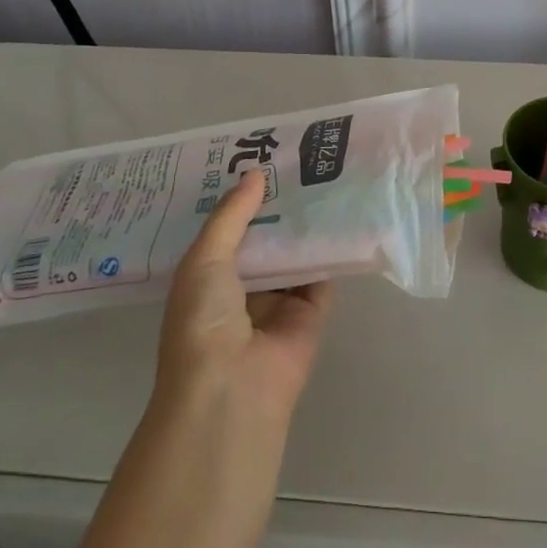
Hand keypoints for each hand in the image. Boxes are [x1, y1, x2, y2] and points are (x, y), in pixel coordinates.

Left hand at [156, 170, 332, 423]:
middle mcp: (243, 289)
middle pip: (265, 240)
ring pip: (295, 255)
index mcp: (207, 278)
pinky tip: (343, 214)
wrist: (232, 386)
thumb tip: (256, 173)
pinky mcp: (311, 314)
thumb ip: (231, 216)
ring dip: (306, 225)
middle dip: (278, 207)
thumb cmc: (203, 320)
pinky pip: (323, 276)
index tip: (260, 160)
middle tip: (298, 161)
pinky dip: (331, 251)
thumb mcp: (204, 259)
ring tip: (324, 177)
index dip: (242, 199)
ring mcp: (279, 302)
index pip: (228, 231)